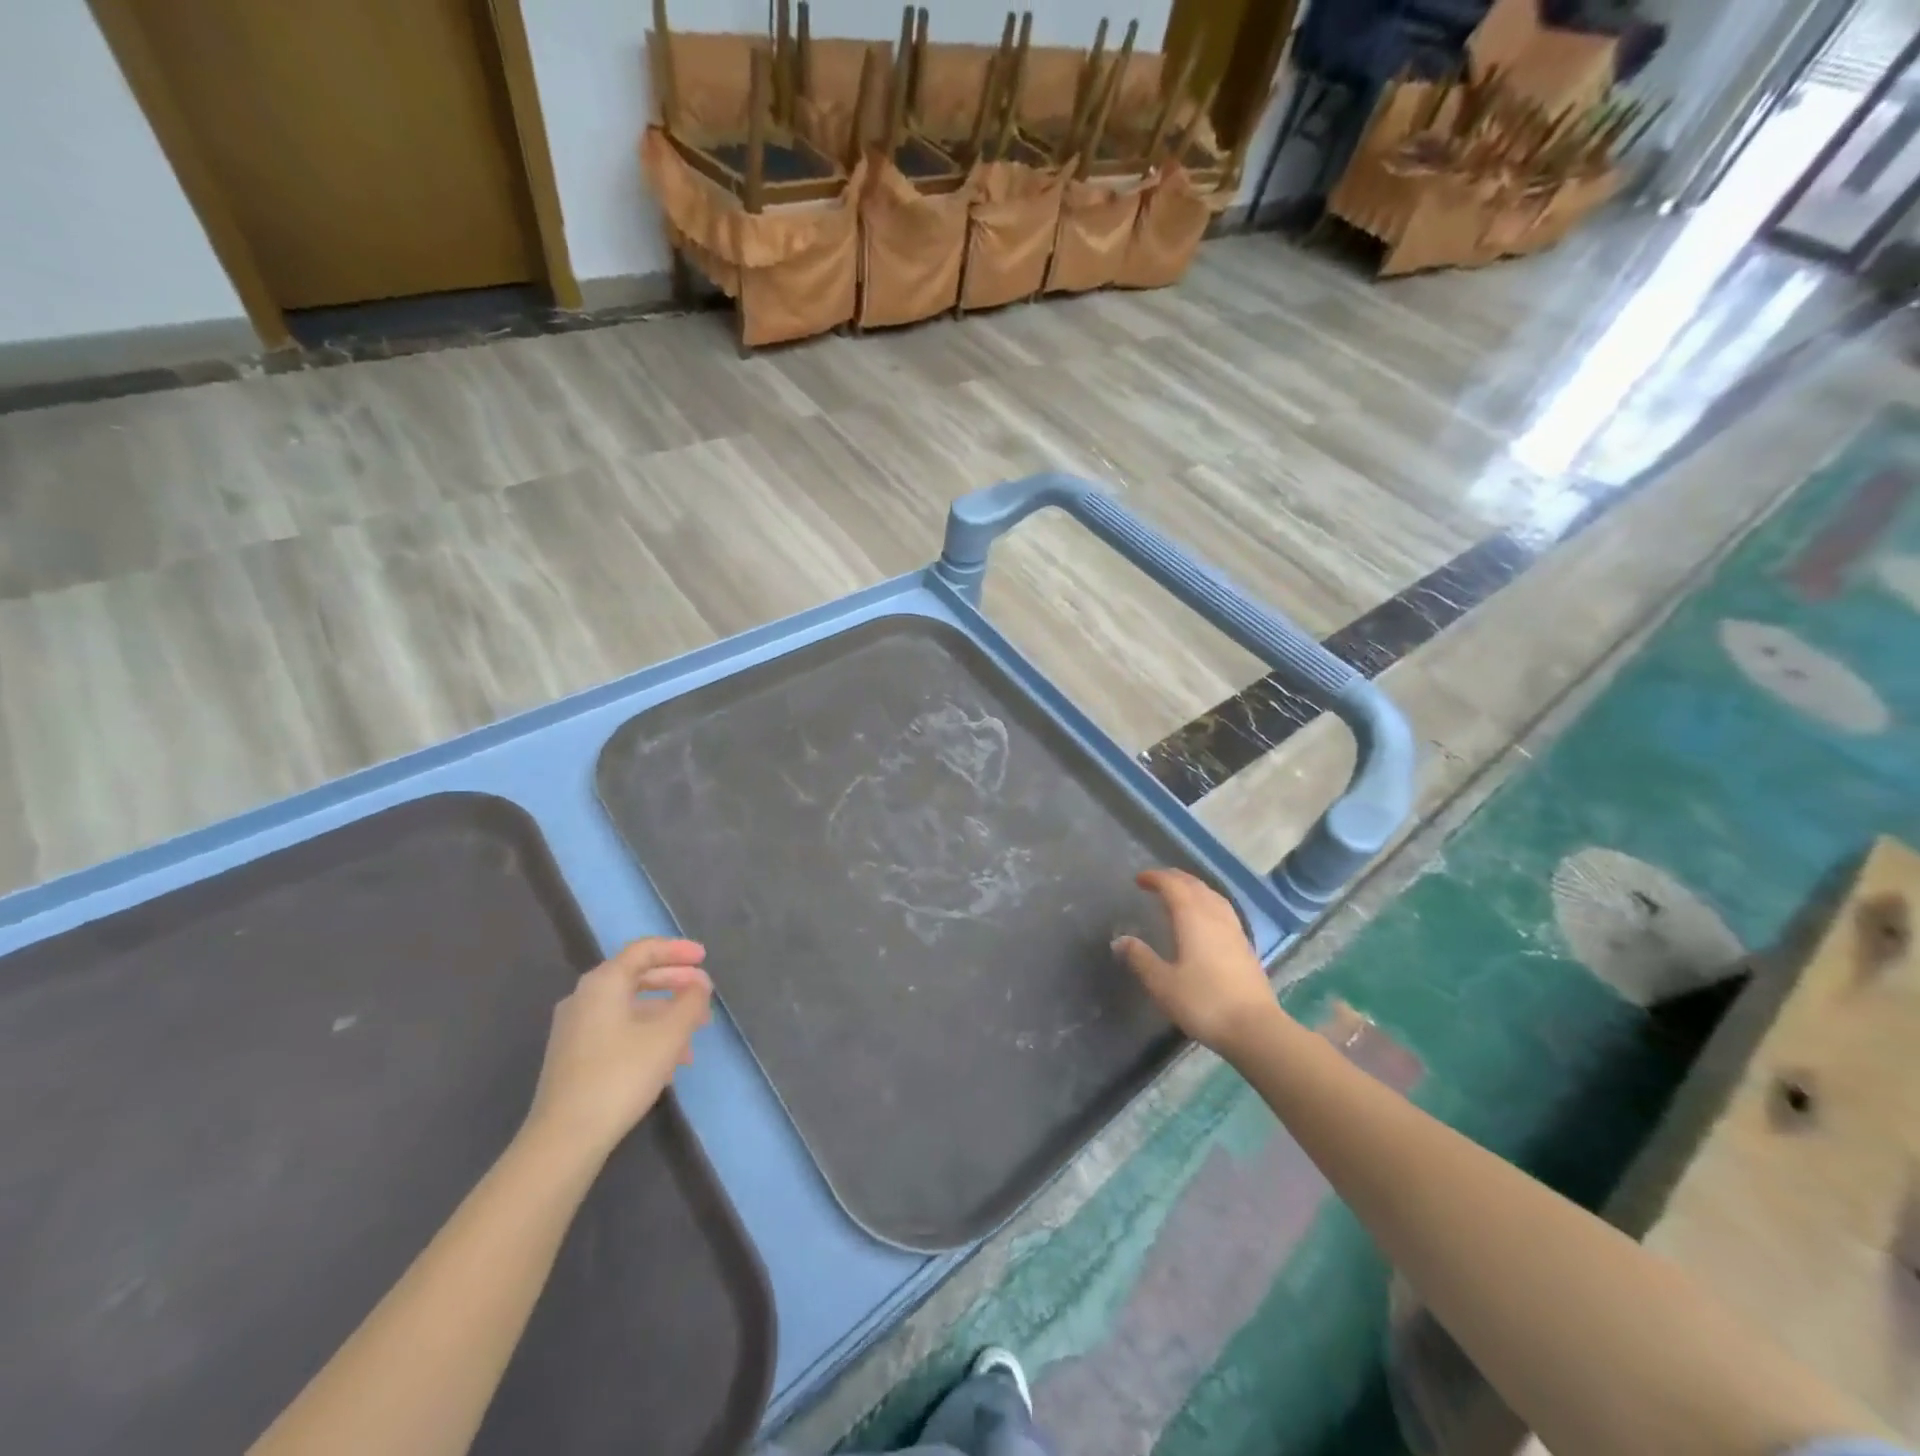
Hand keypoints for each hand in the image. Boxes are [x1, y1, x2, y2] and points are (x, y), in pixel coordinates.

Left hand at [523, 939, 712, 1160]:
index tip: (705, 958)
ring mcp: (575, 1029)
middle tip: (704, 994)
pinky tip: (668, 1061)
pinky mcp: (573, 1057)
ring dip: (664, 1014)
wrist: (565, 1138)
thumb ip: (690, 1002)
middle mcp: (584, 998)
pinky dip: (646, 1033)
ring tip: (694, 1035)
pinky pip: (617, 1030)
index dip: (677, 950)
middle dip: (675, 983)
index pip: (644, 950)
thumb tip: (699, 985)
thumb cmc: (621, 1074)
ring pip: (629, 1007)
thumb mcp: (669, 1035)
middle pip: (636, 976)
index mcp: (603, 982)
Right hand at [1113, 869, 1285, 1053]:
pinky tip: (1205, 919)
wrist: (1255, 1028)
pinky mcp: (1245, 946)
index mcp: (1193, 918)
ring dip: (1193, 889)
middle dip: (1174, 879)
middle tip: (1156, 882)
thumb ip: (1140, 958)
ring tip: (1180, 894)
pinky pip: (1223, 910)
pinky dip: (1207, 903)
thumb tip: (1120, 940)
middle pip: (1195, 886)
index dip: (1155, 878)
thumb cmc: (1203, 1002)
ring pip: (1213, 896)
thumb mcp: (1162, 983)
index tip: (1138, 879)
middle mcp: (1215, 916)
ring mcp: (1234, 930)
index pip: (1173, 886)